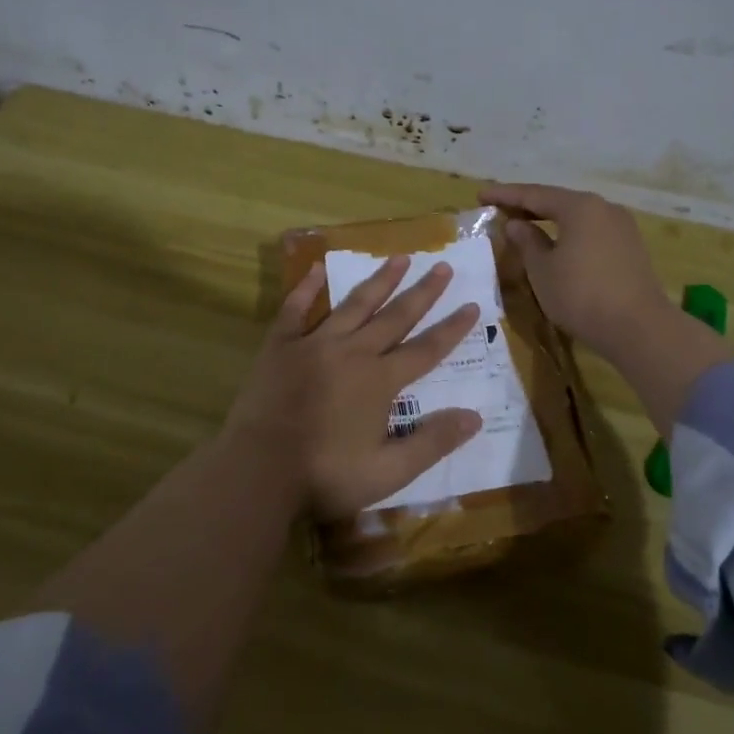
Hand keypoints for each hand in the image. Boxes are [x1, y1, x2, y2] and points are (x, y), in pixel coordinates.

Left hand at [224, 254, 482, 523]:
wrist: (259, 469)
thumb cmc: (326, 475)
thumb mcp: (388, 471)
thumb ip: (432, 442)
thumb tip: (474, 416)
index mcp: (380, 380)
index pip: (426, 349)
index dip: (452, 328)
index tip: (473, 305)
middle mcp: (352, 352)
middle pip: (395, 316)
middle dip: (422, 292)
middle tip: (443, 266)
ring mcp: (314, 344)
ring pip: (354, 304)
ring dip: (379, 280)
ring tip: (399, 257)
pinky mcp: (280, 346)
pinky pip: (295, 308)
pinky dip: (307, 287)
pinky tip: (317, 268)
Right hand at [482, 182, 732, 431]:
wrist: (638, 328)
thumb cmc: (581, 295)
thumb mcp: (542, 270)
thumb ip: (527, 242)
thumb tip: (516, 224)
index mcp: (580, 207)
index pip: (534, 194)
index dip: (505, 195)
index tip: (481, 194)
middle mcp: (603, 208)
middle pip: (558, 201)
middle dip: (528, 206)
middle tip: (500, 209)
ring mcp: (621, 227)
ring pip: (577, 217)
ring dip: (549, 220)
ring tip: (525, 226)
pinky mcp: (630, 247)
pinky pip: (591, 231)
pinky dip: (568, 233)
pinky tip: (556, 244)